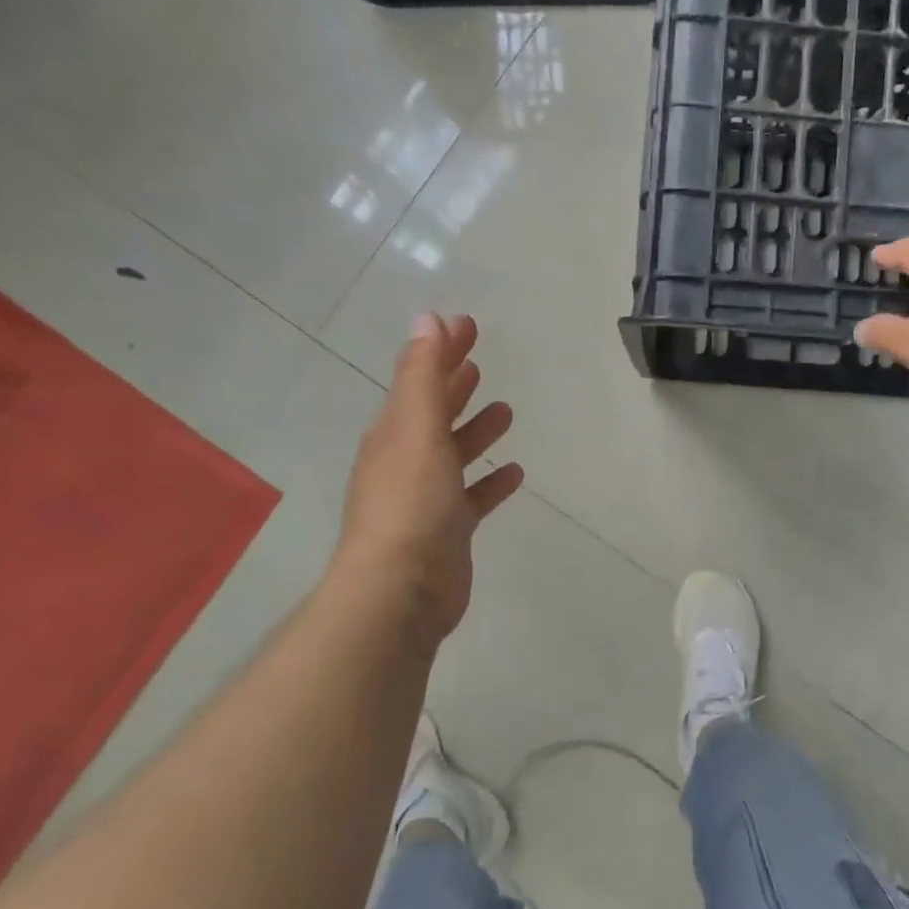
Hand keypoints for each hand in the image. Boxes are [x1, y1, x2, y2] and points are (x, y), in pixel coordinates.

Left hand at [331, 313, 523, 643]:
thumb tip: (428, 318)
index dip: (442, 349)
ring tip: (505, 410)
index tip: (467, 323)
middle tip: (479, 357)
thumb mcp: (416, 430)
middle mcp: (407, 459)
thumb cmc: (410, 503)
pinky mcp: (449, 529)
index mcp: (395, 432)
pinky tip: (513, 472)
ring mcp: (427, 497)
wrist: (401, 589)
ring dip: (475, 429)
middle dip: (455, 382)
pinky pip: (474, 496)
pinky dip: (491, 481)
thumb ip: (424, 376)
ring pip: (455, 452)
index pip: (419, 379)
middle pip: (434, 411)